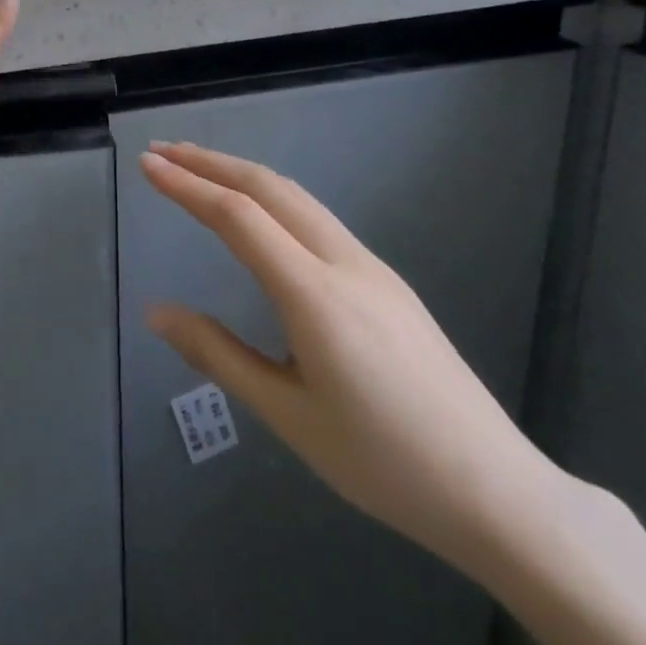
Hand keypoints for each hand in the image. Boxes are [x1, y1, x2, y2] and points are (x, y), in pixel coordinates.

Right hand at [140, 141, 564, 575]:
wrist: (499, 493)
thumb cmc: (383, 462)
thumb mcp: (287, 414)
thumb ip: (218, 354)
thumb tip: (156, 312)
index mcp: (315, 295)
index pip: (238, 217)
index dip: (187, 185)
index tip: (146, 164)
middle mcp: (345, 264)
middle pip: (270, 189)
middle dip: (212, 162)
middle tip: (162, 152)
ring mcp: (372, 269)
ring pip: (298, 199)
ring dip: (243, 175)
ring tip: (199, 170)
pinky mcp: (387, 283)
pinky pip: (317, 220)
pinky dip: (272, 198)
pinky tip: (258, 215)